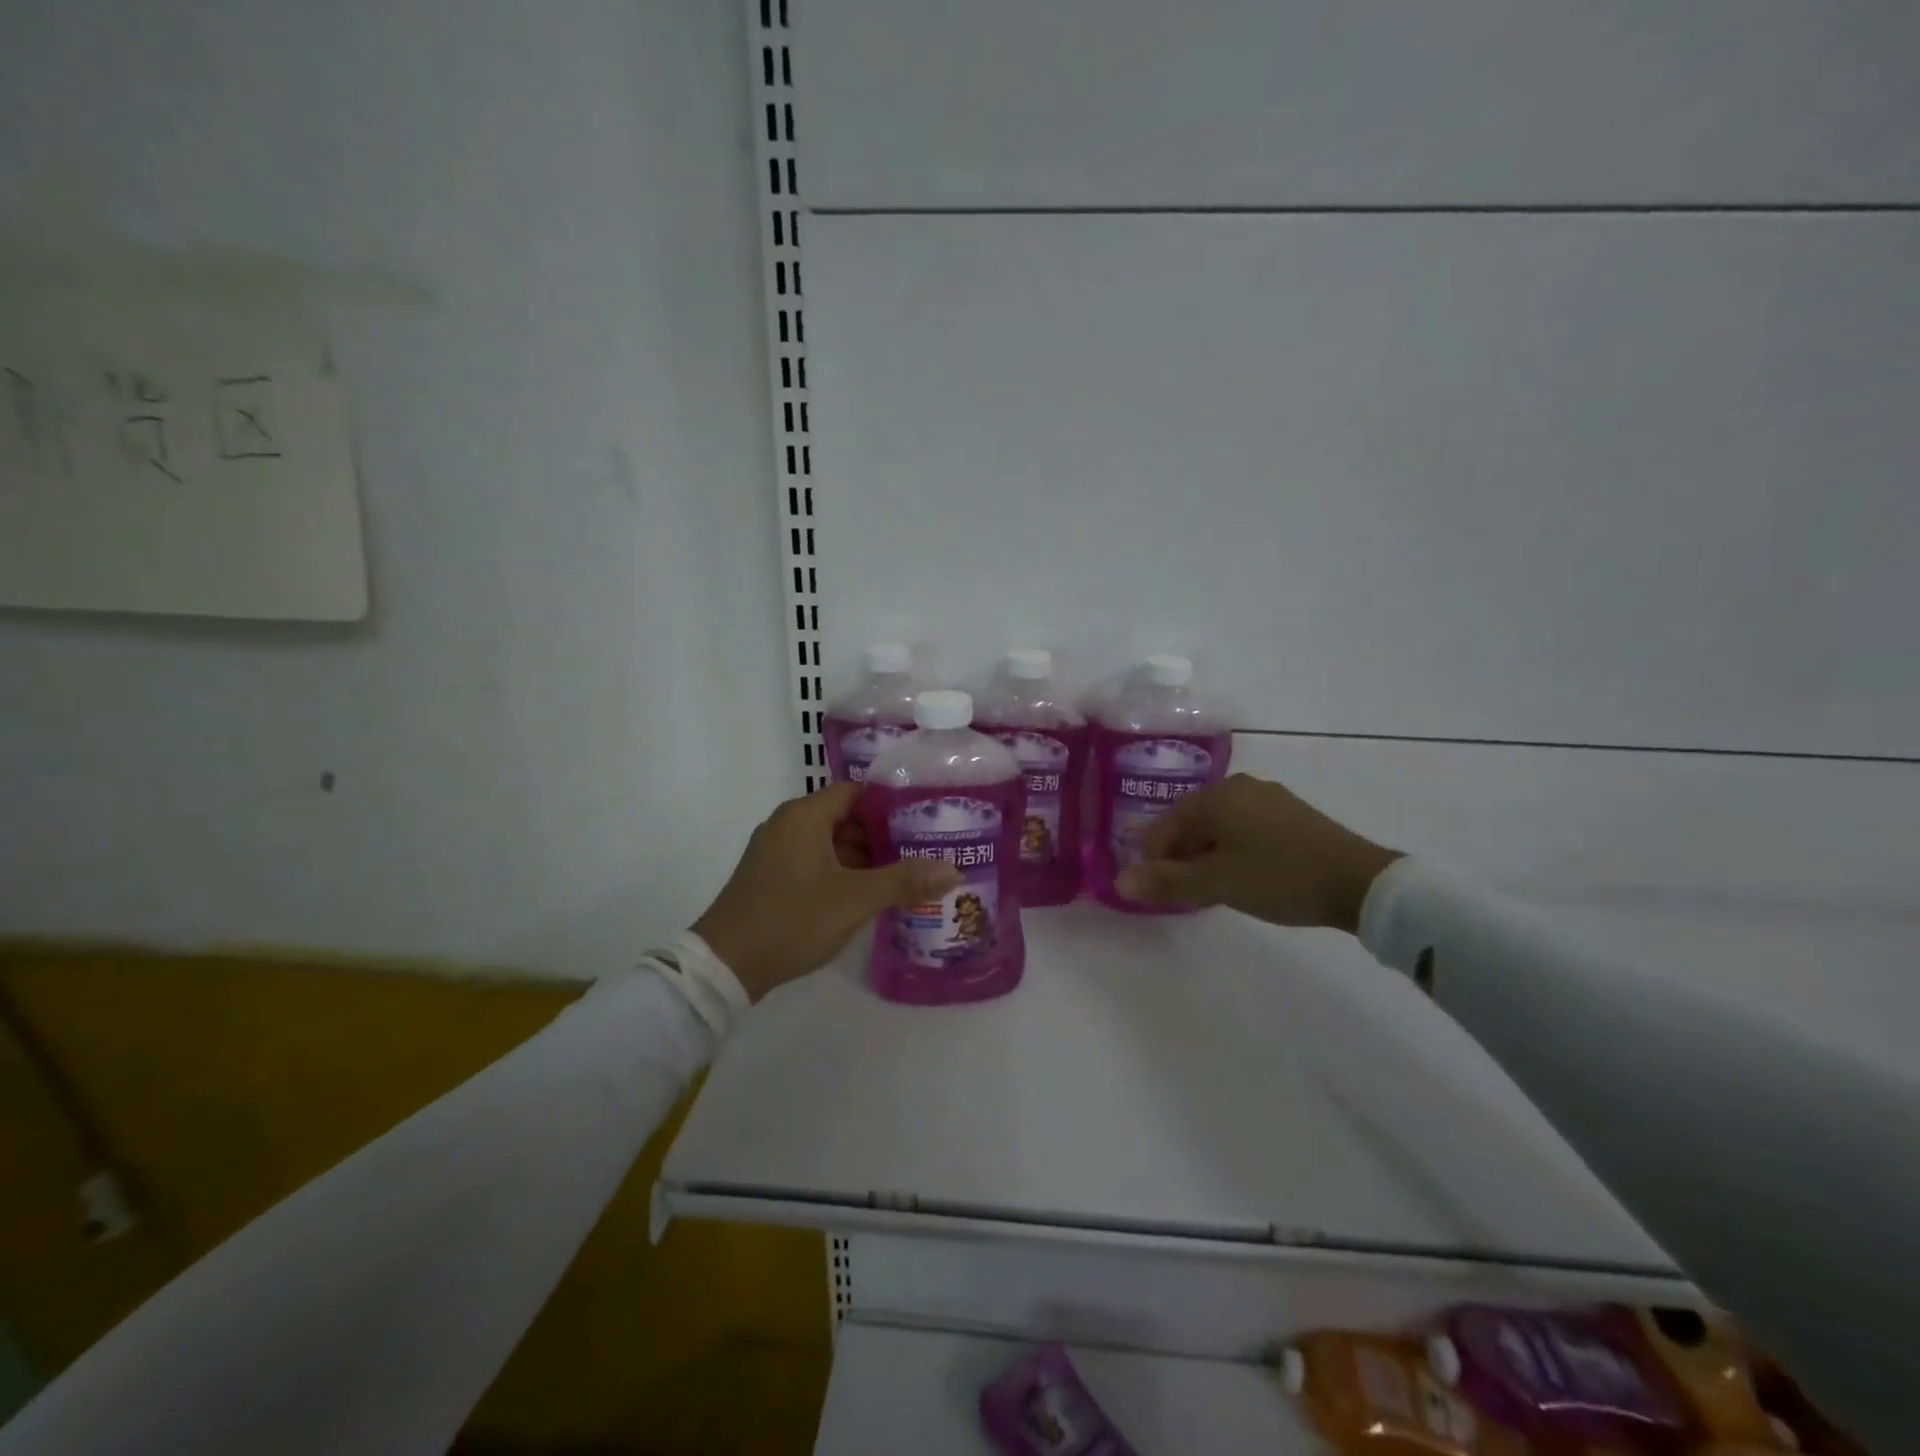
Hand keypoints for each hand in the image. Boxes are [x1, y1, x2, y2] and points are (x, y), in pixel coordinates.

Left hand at [693, 782, 963, 1001]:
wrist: (725, 965)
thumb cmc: (791, 919)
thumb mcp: (854, 900)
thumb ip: (904, 881)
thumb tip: (954, 870)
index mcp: (804, 815)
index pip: (857, 793)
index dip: (892, 804)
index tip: (925, 819)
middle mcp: (788, 824)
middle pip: (846, 818)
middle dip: (883, 835)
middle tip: (923, 851)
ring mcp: (776, 851)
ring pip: (831, 843)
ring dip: (864, 858)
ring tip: (905, 876)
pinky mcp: (772, 876)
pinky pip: (816, 862)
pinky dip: (843, 873)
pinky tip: (868, 896)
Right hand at [1114, 774, 1401, 932]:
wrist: (1360, 882)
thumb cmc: (1279, 876)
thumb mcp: (1217, 883)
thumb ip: (1167, 882)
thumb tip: (1120, 883)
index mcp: (1216, 796)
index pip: (1165, 825)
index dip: (1152, 858)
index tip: (1154, 889)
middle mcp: (1240, 787)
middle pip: (1192, 823)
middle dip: (1180, 856)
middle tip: (1182, 892)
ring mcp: (1269, 799)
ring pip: (1220, 827)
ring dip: (1206, 856)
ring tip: (1211, 888)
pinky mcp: (1292, 816)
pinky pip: (1245, 830)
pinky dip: (1233, 851)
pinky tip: (1244, 876)